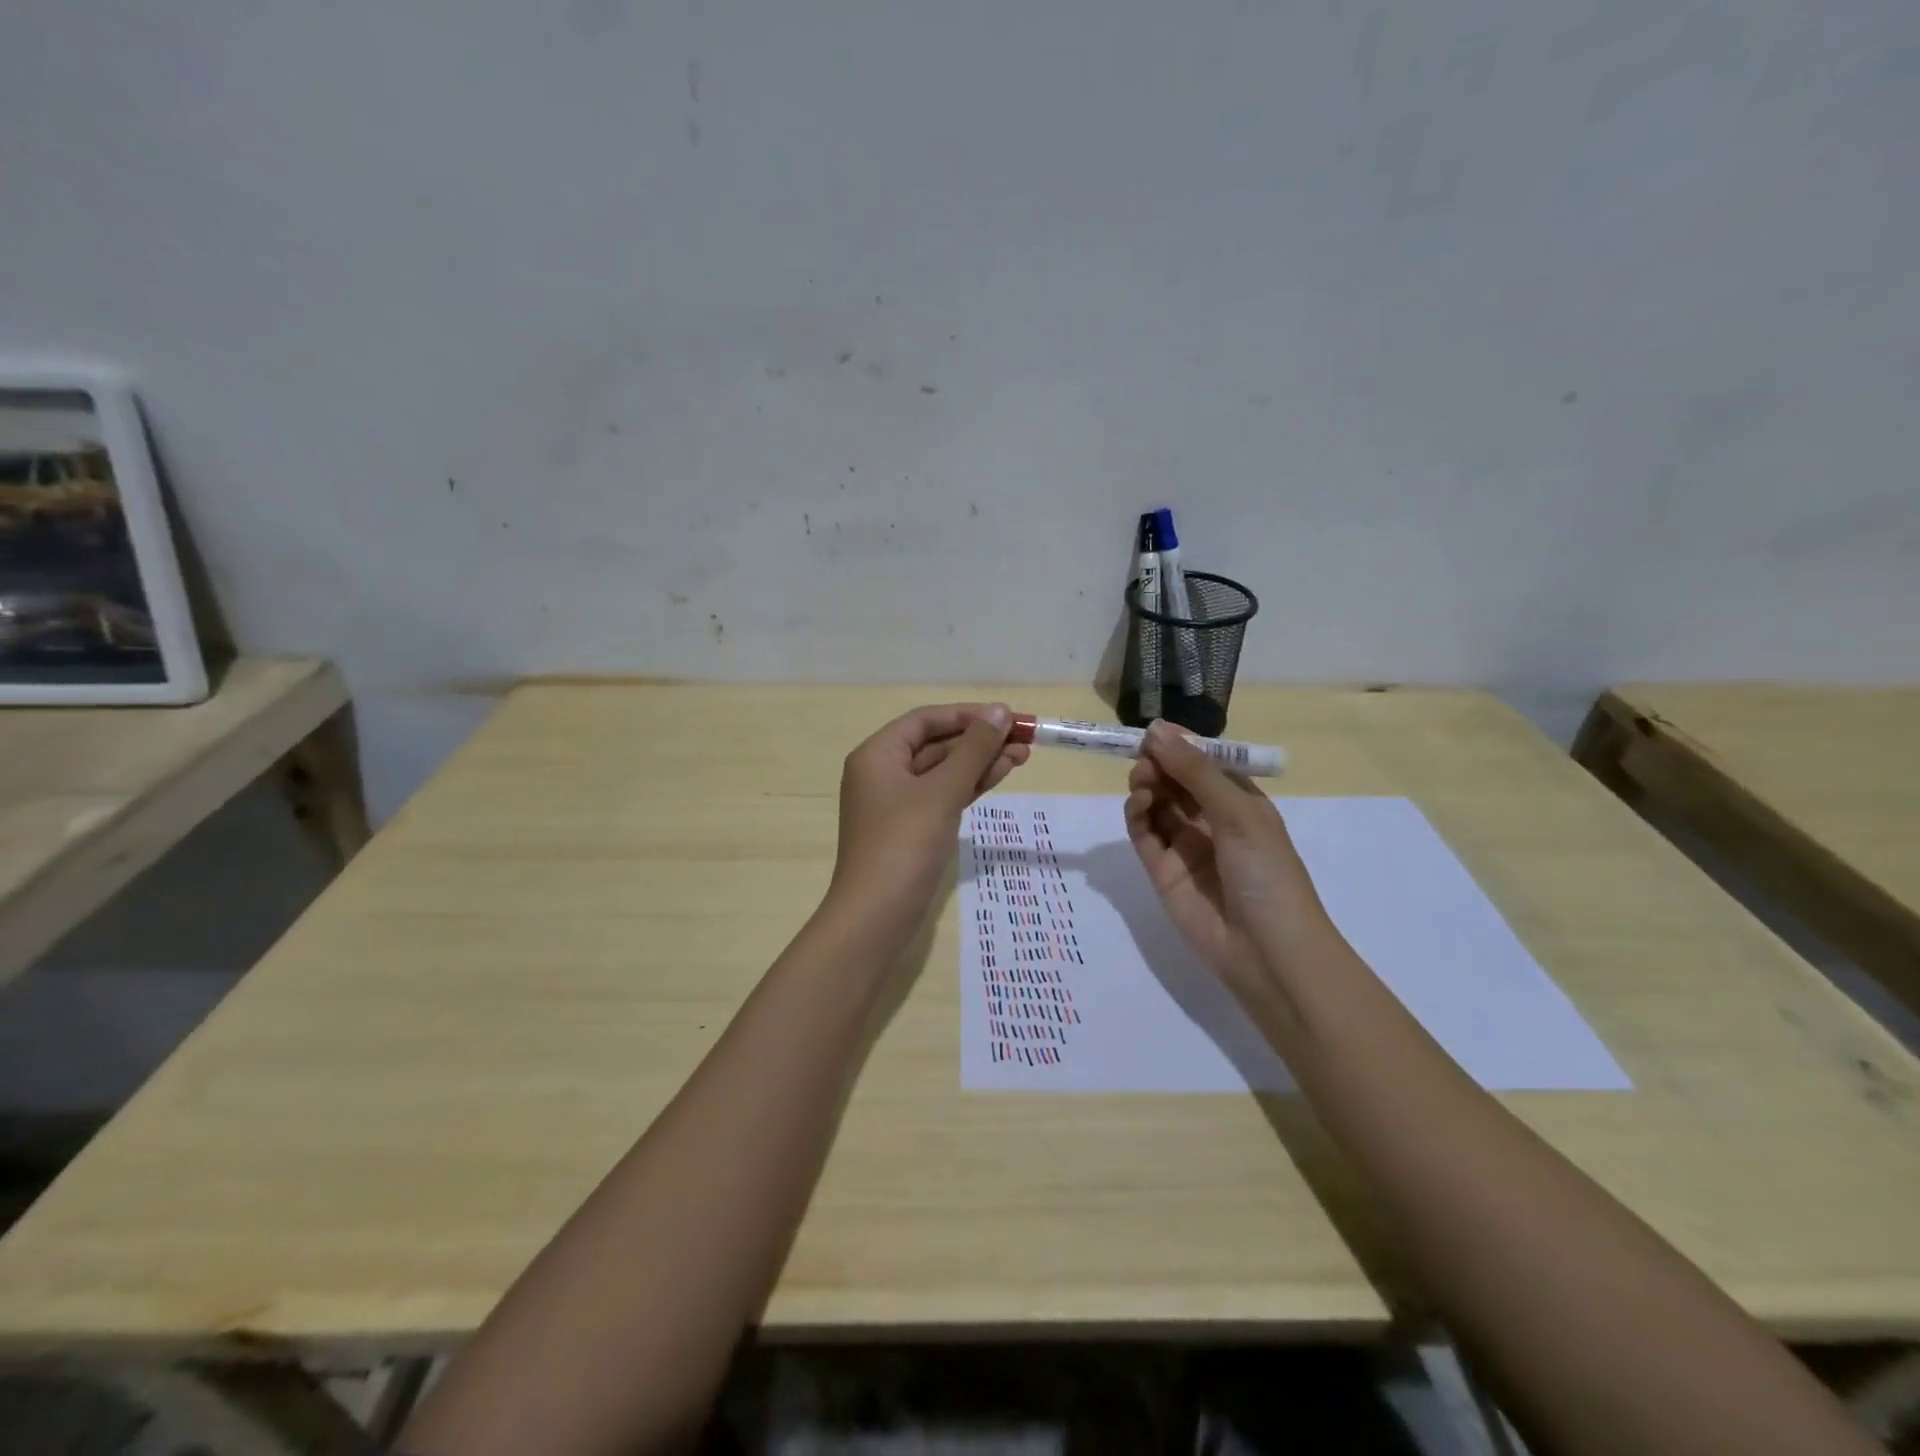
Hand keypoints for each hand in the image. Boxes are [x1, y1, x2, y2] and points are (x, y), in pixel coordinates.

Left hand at [830, 703, 1028, 920]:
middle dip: (980, 740)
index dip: (968, 715)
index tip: (1008, 716)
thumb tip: (999, 712)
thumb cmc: (904, 844)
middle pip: (936, 744)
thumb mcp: (942, 791)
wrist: (876, 916)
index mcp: (877, 755)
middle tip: (1025, 737)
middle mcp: (883, 773)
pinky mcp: (912, 828)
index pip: (926, 720)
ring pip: (944, 771)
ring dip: (980, 762)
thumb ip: (973, 750)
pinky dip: (970, 785)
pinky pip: (943, 795)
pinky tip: (1001, 774)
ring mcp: (897, 803)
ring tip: (1024, 755)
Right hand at [1124, 721, 1333, 992]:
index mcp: (1240, 802)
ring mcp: (1186, 846)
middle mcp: (1211, 820)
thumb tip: (1157, 729)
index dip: (1179, 747)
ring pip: (1156, 805)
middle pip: (1175, 782)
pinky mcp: (1163, 872)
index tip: (1153, 734)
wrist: (1267, 952)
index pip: (1204, 764)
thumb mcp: (1238, 813)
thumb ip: (1195, 771)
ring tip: (1144, 785)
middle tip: (1145, 764)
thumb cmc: (1267, 873)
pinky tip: (1138, 805)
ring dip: (1147, 787)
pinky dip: (1136, 816)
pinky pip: (1144, 834)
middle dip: (1158, 766)